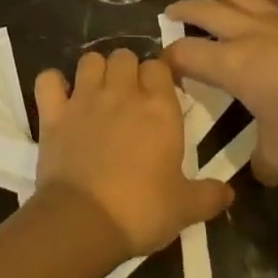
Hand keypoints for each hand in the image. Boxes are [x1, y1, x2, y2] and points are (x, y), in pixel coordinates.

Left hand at [33, 49, 233, 258]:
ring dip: (94, 71)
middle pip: (124, 56)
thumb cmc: (141, 211)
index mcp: (158, 108)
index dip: (158, 77)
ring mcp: (85, 98)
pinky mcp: (54, 112)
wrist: (85, 222)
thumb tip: (229, 193)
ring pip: (89, 59)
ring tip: (97, 93)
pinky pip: (48, 80)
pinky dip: (52, 84)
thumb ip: (209, 196)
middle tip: (128, 96)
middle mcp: (122, 92)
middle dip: (126, 69)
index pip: (159, 67)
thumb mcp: (185, 208)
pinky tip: (59, 99)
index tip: (158, 96)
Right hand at [161, 0, 277, 184]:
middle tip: (173, 13)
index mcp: (233, 63)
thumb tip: (260, 175)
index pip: (186, 53)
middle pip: (205, 9)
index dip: (169, 59)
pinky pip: (277, 0)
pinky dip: (265, 5)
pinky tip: (271, 13)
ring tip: (219, 9)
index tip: (163, 65)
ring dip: (223, 1)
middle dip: (184, 10)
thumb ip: (263, 165)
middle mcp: (248, 32)